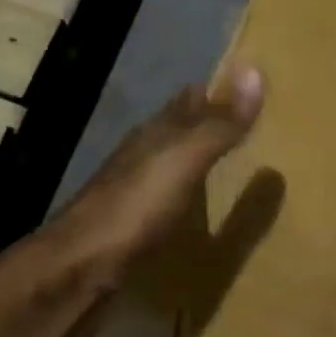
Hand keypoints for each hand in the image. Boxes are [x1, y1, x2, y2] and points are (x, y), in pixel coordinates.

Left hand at [0, 68, 262, 336]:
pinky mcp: (135, 225)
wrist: (79, 267)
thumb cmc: (134, 207)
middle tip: (256, 123)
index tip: (255, 85)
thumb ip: (219, 124)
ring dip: (202, 157)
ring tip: (239, 163)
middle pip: (182, 128)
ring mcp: (137, 190)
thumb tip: (256, 69)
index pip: (192, 98)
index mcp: (157, 133)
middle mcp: (145, 154)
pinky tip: (205, 207)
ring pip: (175, 162)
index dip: (220, 89)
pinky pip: (172, 197)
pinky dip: (192, 194)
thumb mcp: (184, 160)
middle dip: (212, 121)